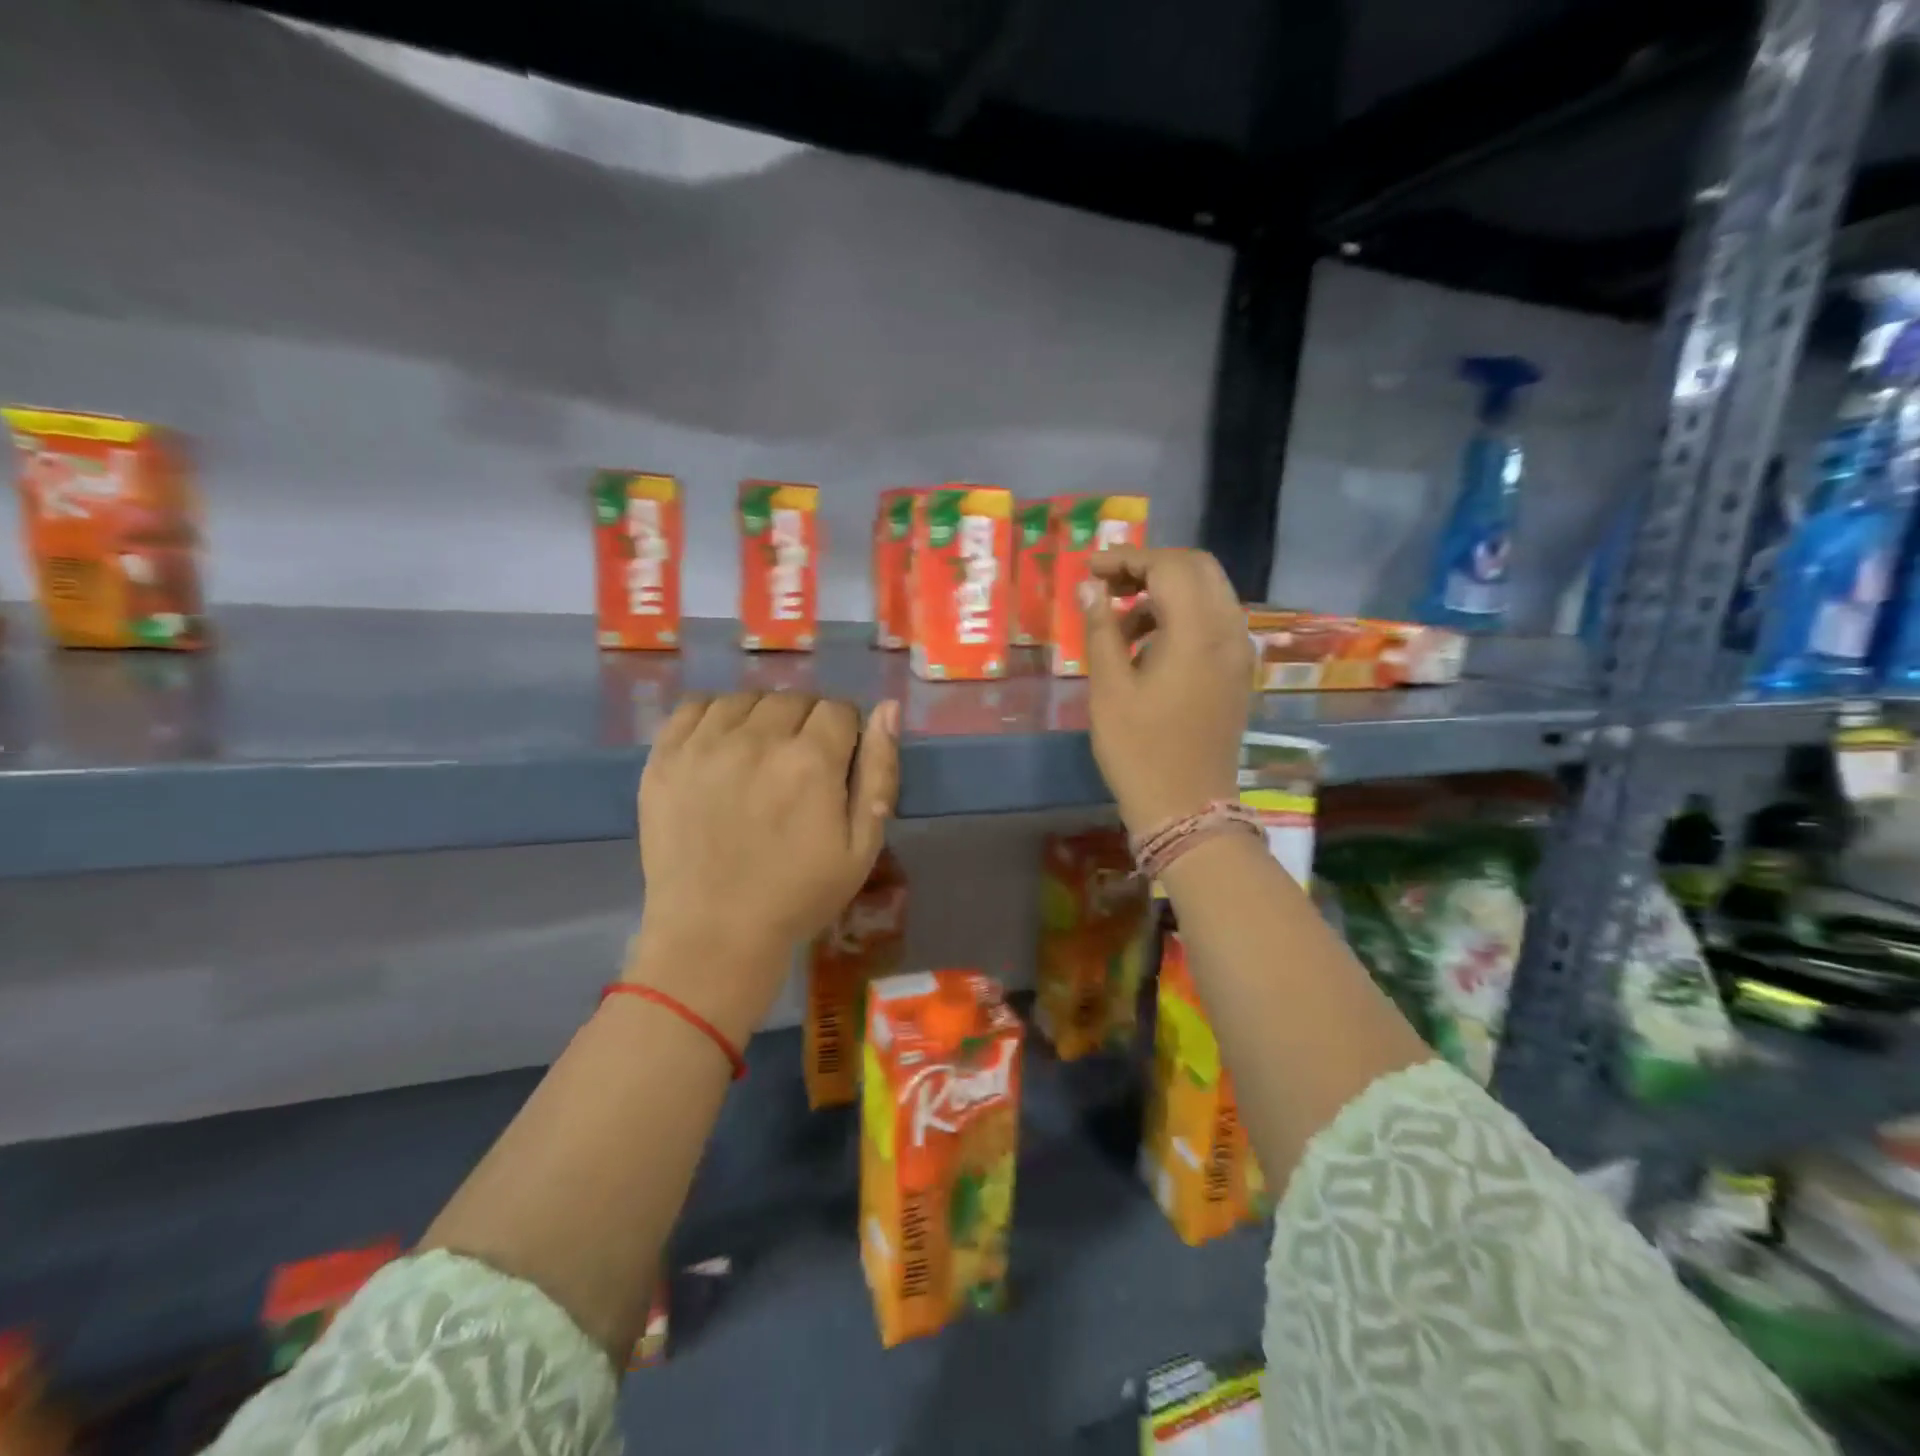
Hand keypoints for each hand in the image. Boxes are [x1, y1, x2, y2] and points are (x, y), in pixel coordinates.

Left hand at [627, 693, 899, 1043]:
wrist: (714, 934)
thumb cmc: (798, 895)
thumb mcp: (862, 846)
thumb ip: (879, 772)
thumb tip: (888, 708)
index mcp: (811, 761)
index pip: (840, 709)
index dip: (846, 733)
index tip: (838, 763)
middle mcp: (758, 739)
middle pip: (795, 699)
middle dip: (808, 724)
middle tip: (800, 767)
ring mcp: (705, 745)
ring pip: (747, 699)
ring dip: (763, 718)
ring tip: (760, 757)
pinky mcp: (665, 758)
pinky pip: (695, 707)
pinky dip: (716, 715)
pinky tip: (722, 745)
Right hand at [1081, 548, 1251, 834]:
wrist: (1187, 807)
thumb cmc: (1139, 750)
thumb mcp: (1109, 689)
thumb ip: (1101, 629)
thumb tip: (1089, 587)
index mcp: (1197, 633)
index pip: (1169, 566)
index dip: (1127, 559)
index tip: (1090, 571)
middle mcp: (1228, 632)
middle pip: (1197, 569)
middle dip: (1150, 567)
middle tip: (1108, 586)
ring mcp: (1238, 653)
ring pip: (1208, 593)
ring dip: (1165, 592)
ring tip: (1119, 623)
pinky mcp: (1236, 672)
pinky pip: (1214, 622)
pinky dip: (1182, 616)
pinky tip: (1147, 646)